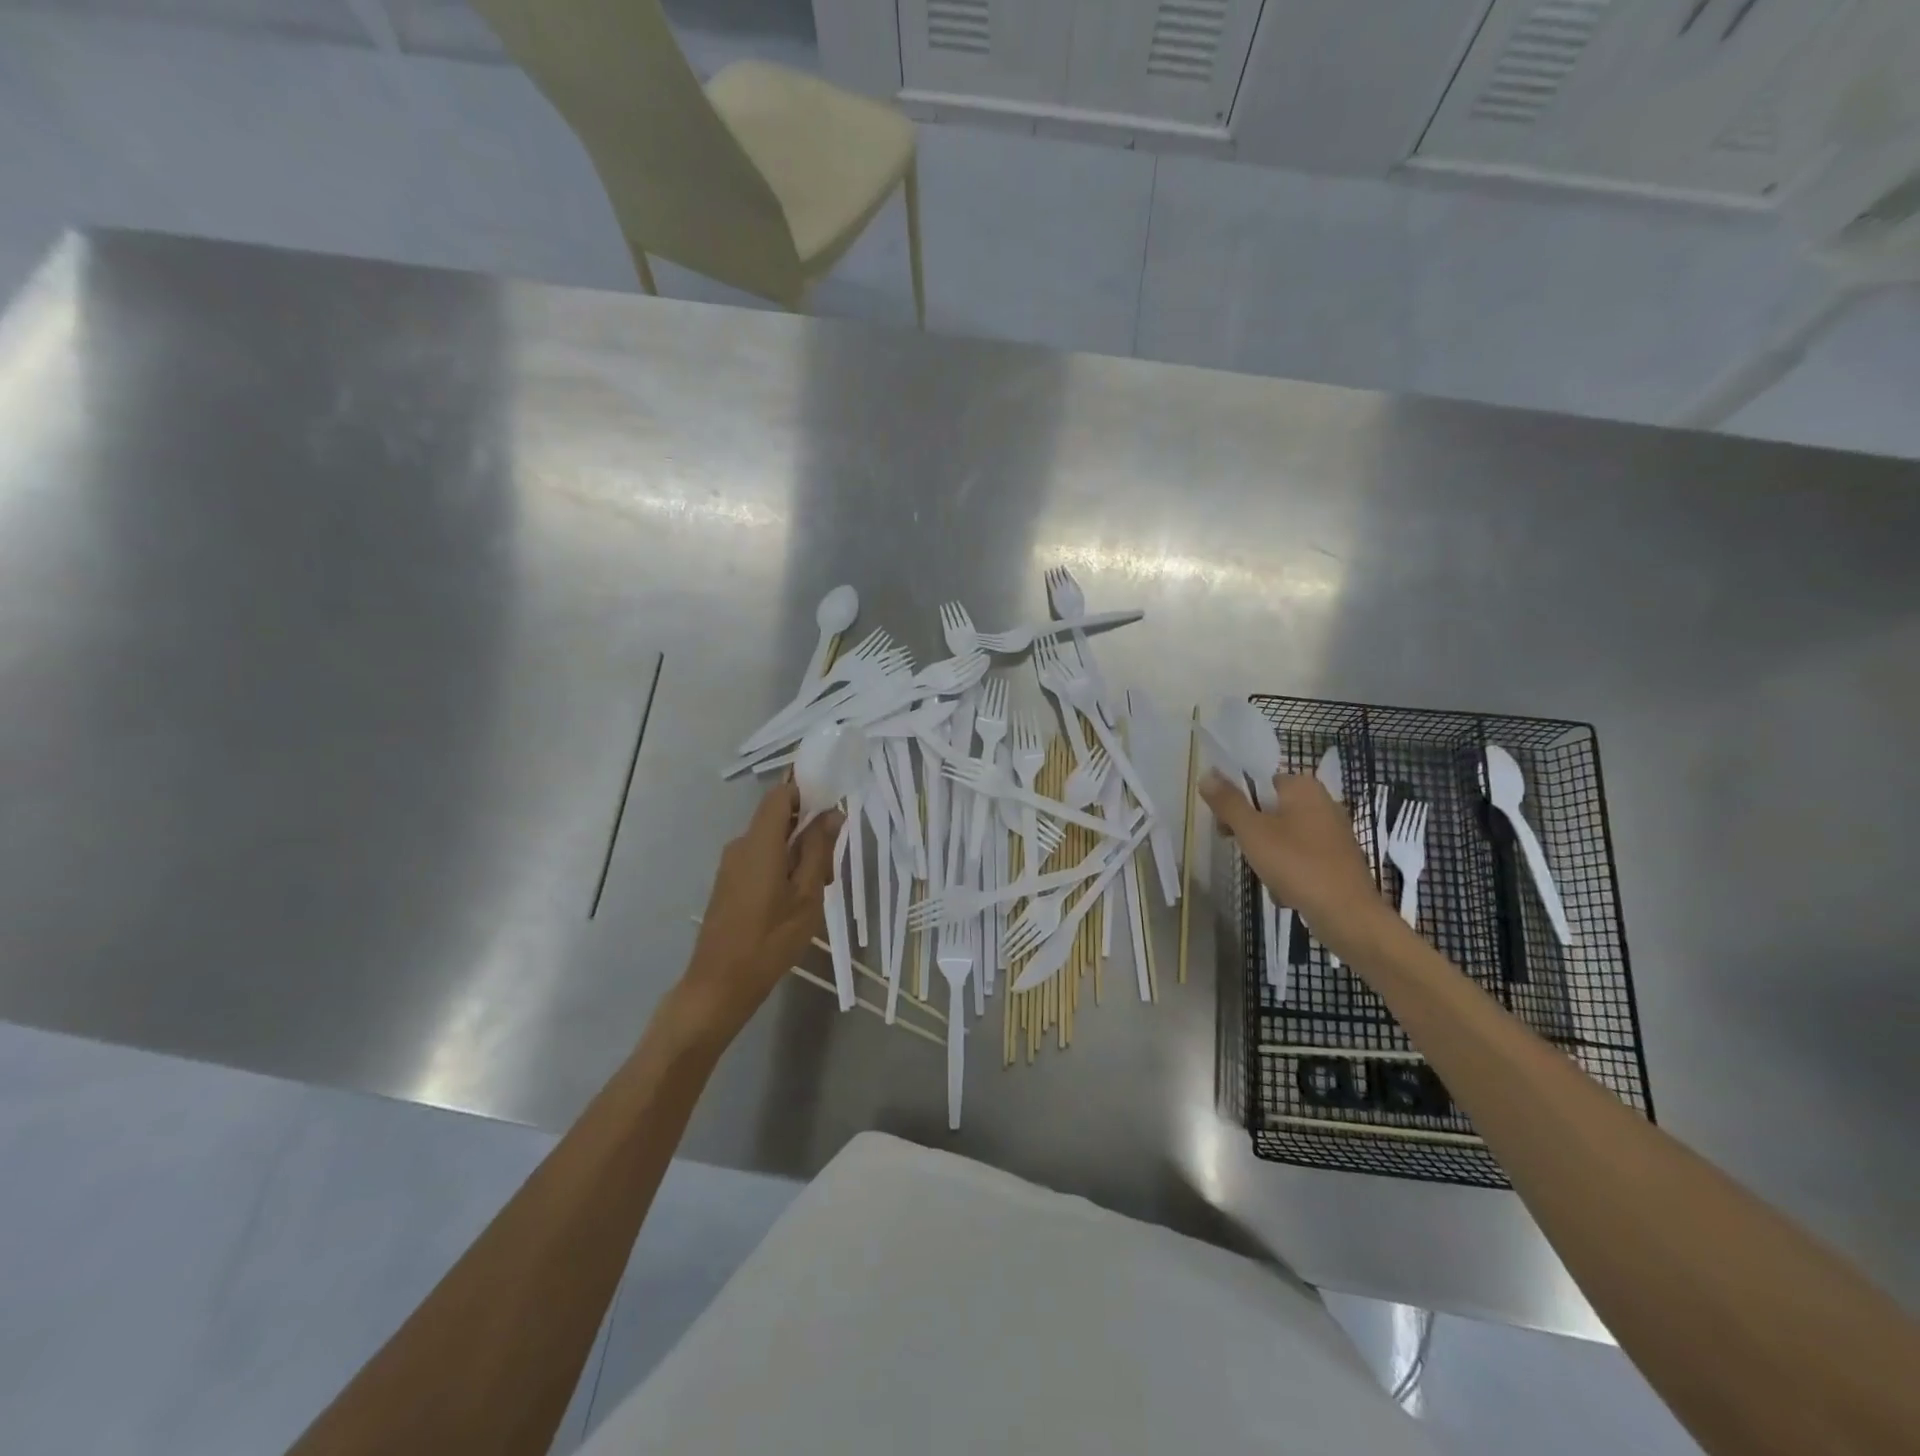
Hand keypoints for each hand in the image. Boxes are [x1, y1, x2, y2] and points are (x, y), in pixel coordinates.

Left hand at [678, 783, 841, 1045]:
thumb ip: (818, 850)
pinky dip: (782, 867)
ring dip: (797, 854)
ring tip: (817, 890)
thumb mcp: (806, 895)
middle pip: (778, 818)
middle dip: (808, 831)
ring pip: (771, 842)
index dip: (806, 791)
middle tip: (830, 868)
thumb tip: (832, 813)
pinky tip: (795, 900)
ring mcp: (731, 865)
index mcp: (760, 842)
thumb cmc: (769, 940)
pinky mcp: (728, 883)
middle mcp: (741, 845)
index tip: (832, 807)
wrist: (719, 985)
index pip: (781, 794)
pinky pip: (760, 859)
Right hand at [1199, 770, 1393, 955]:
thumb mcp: (1252, 831)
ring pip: (1283, 836)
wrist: (1347, 914)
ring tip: (1266, 876)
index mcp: (1304, 787)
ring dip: (1268, 856)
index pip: (1259, 781)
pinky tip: (1286, 891)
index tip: (1225, 826)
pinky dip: (1290, 872)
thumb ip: (1228, 802)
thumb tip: (1207, 774)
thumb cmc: (1297, 864)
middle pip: (1270, 809)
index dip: (1237, 801)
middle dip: (1252, 833)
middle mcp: (1323, 802)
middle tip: (1243, 851)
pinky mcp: (1338, 859)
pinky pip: (1301, 858)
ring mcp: (1333, 832)